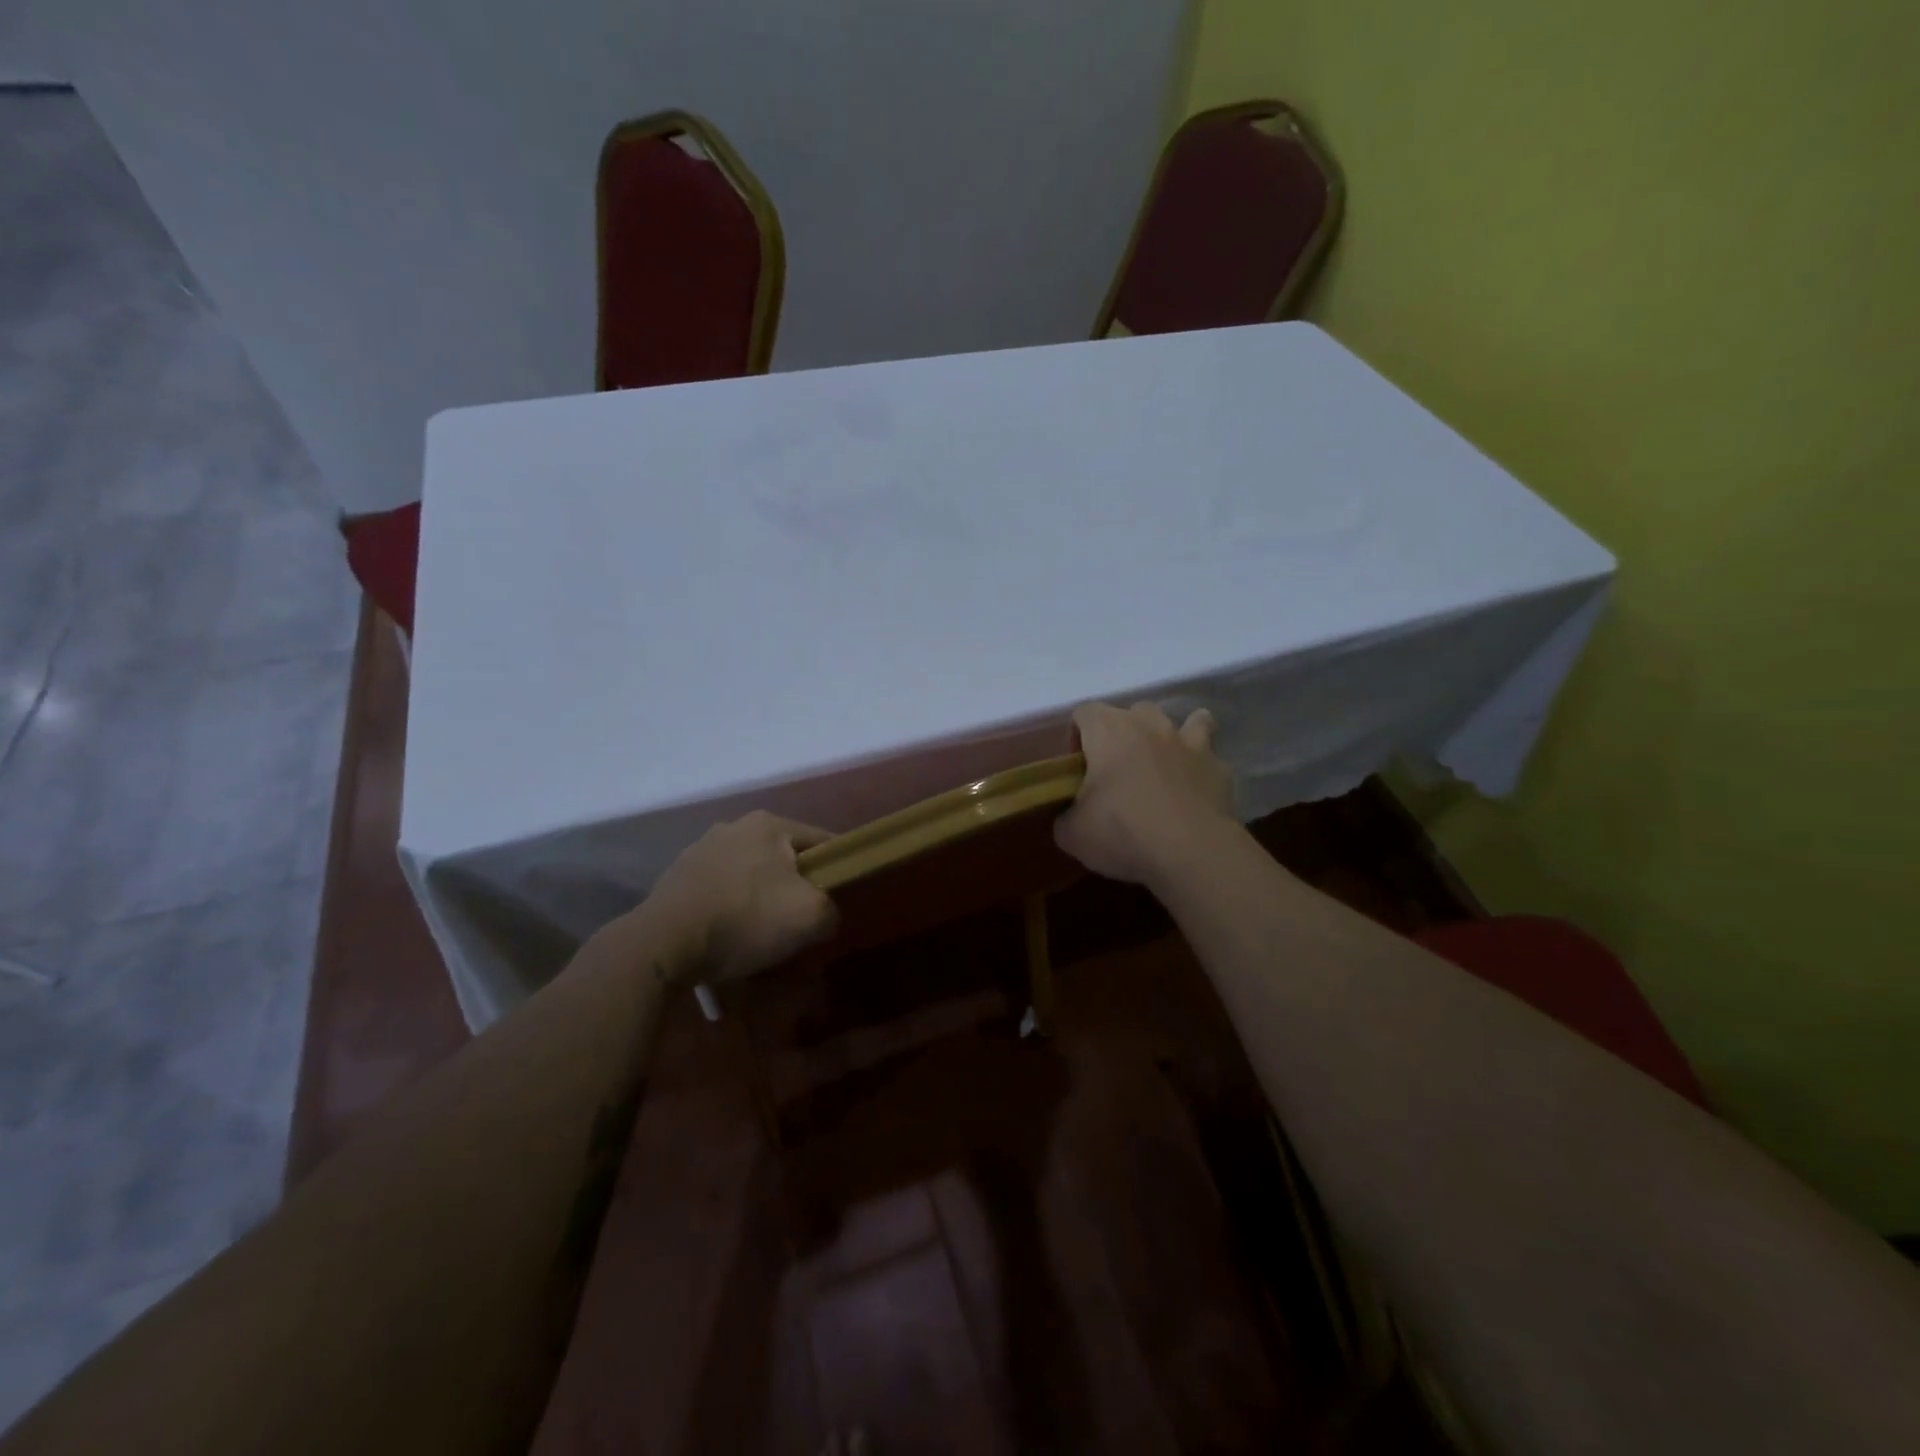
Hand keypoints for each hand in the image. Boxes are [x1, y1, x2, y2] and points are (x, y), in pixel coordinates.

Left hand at [641, 811, 839, 982]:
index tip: (842, 896)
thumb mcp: (811, 916)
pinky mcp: (676, 878)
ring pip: (749, 874)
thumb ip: (832, 909)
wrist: (663, 944)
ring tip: (764, 934)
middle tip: (803, 919)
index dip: (838, 868)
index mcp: (769, 824)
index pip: (821, 840)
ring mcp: (700, 850)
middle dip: (795, 885)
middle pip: (782, 858)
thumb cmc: (745, 918)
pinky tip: (730, 937)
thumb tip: (825, 915)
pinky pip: (719, 891)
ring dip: (760, 898)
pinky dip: (730, 909)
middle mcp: (733, 827)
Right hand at [1054, 701, 1234, 885]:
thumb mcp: (1073, 834)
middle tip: (1117, 769)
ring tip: (1165, 765)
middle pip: (1134, 712)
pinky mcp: (1219, 768)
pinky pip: (1210, 757)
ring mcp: (1189, 743)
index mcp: (1108, 731)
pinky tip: (1195, 791)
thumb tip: (1070, 817)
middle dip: (1125, 733)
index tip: (1076, 766)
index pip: (1085, 712)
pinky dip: (1201, 768)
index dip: (1077, 735)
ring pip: (1185, 720)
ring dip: (1173, 737)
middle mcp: (1150, 726)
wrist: (1191, 852)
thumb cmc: (1122, 832)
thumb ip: (1065, 817)